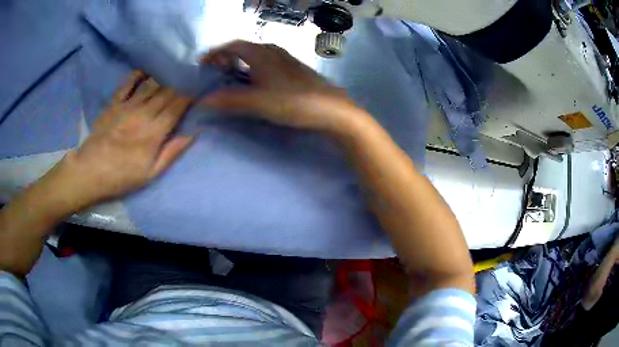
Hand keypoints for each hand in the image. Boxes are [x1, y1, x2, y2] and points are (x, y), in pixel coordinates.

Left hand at [49, 71, 194, 210]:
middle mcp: (143, 113)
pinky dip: (138, 75)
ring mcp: (127, 106)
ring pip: (151, 85)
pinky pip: (127, 84)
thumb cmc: (122, 176)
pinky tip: (145, 71)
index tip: (198, 90)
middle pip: (166, 93)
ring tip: (172, 74)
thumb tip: (193, 133)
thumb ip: (172, 152)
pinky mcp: (114, 103)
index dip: (190, 96)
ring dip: (163, 78)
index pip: (177, 107)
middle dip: (180, 85)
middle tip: (187, 80)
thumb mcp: (151, 173)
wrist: (90, 171)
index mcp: (154, 132)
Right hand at [201, 40, 359, 131]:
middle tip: (217, 69)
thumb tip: (205, 100)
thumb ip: (231, 100)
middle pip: (246, 47)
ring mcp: (287, 59)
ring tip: (234, 74)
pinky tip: (258, 81)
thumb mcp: (258, 103)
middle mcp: (274, 52)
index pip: (234, 45)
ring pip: (259, 53)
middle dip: (228, 55)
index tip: (204, 63)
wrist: (331, 109)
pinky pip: (269, 61)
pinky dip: (256, 67)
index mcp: (262, 54)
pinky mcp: (296, 69)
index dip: (216, 52)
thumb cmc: (293, 102)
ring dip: (243, 60)